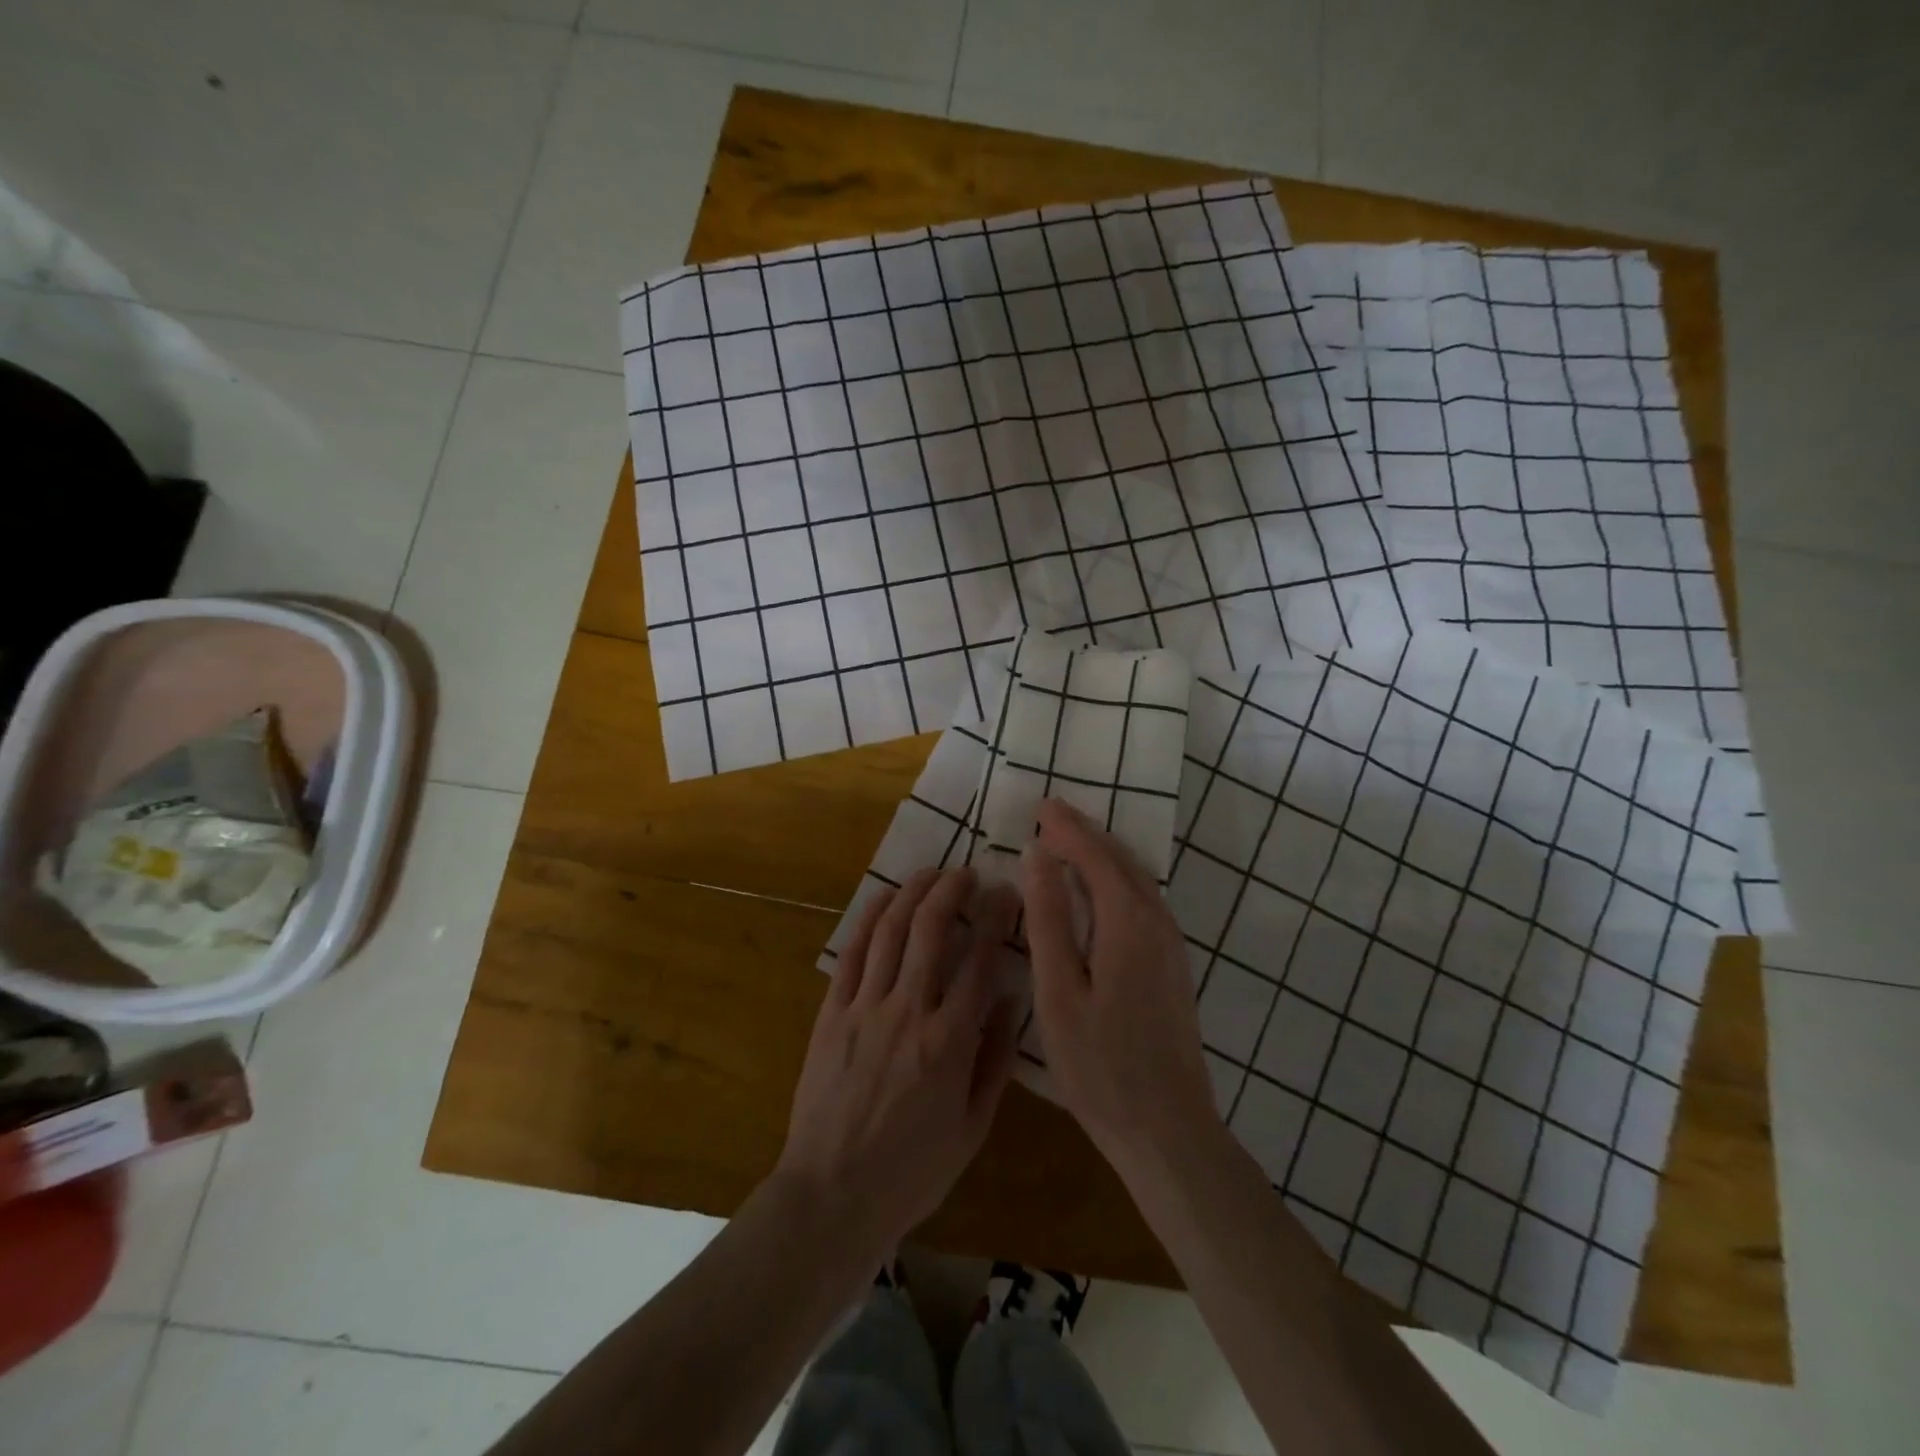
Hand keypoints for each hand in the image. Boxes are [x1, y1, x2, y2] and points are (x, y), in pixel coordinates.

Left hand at [775, 866, 1020, 1263]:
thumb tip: (1008, 999)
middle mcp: (907, 1011)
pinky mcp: (831, 1013)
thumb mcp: (972, 1128)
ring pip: (890, 930)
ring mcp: (864, 1008)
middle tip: (968, 873)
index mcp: (949, 1042)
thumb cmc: (912, 1171)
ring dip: (913, 892)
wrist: (832, 1196)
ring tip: (932, 873)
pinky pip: (852, 953)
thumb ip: (994, 1060)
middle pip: (931, 929)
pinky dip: (870, 918)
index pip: (980, 961)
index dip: (995, 918)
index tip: (1006, 893)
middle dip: (953, 890)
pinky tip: (885, 899)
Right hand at [1021, 798, 1220, 1180]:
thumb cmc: (1101, 1065)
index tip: (1039, 806)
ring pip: (1136, 879)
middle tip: (1050, 816)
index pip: (1094, 856)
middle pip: (1120, 861)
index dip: (1066, 828)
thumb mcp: (1059, 991)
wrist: (1168, 1129)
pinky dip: (1115, 880)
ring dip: (1102, 854)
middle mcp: (1157, 923)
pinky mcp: (1172, 966)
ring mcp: (1171, 945)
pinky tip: (1097, 892)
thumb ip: (1048, 919)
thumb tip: (1037, 856)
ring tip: (1067, 843)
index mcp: (1128, 923)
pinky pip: (1142, 900)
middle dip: (1085, 833)